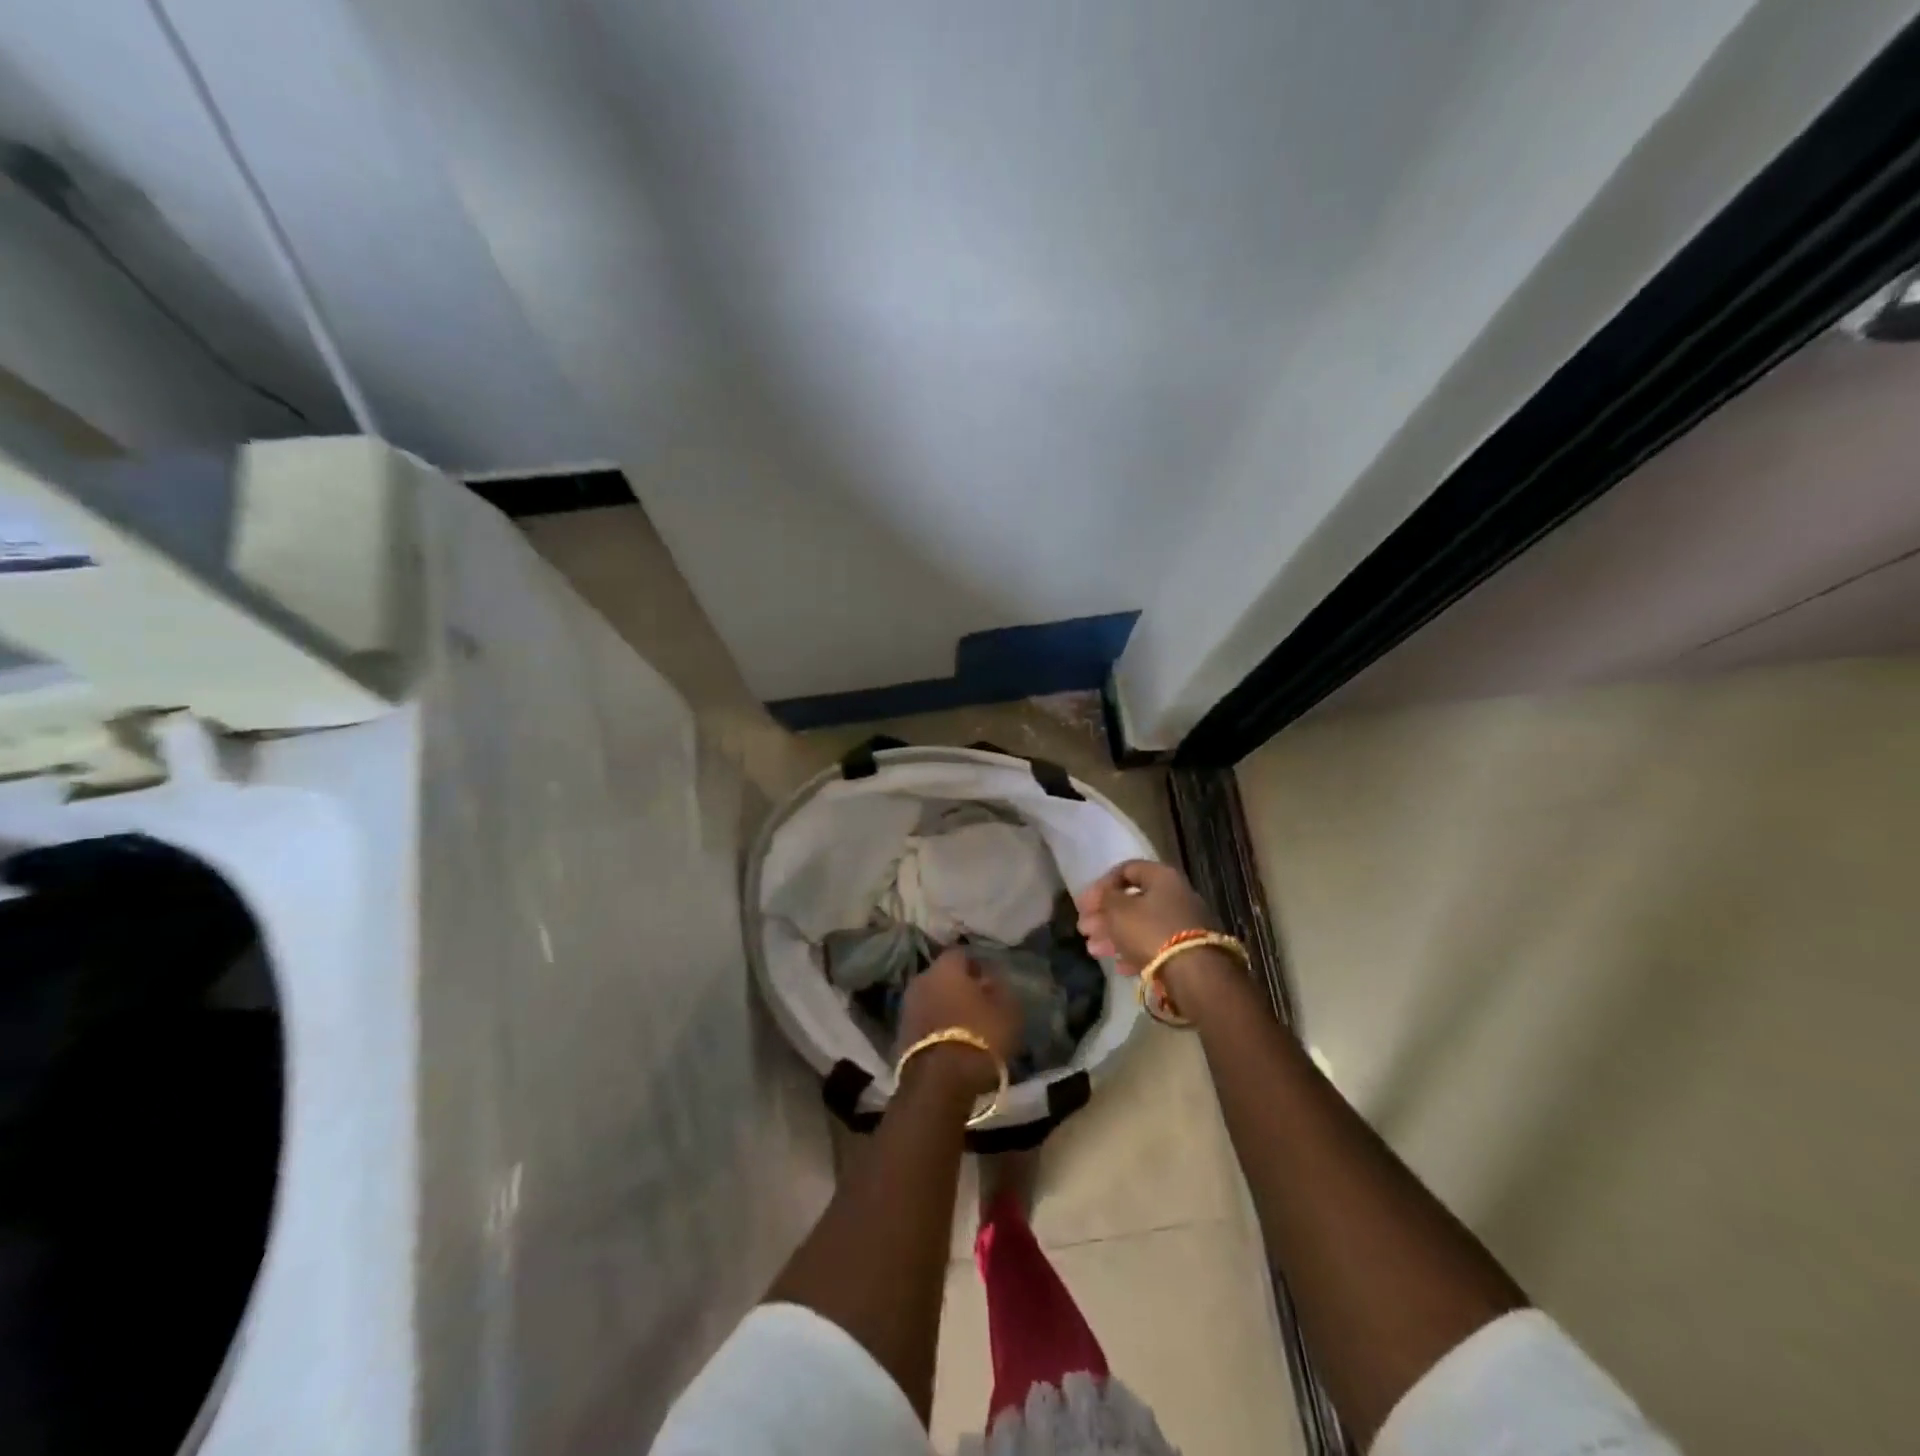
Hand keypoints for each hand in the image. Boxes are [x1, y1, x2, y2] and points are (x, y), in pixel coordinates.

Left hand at [895, 947, 1022, 1094]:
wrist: (939, 1082)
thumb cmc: (979, 1037)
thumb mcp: (1007, 1011)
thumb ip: (1001, 989)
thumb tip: (991, 980)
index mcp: (945, 968)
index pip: (961, 954)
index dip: (976, 965)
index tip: (990, 981)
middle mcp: (921, 980)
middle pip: (942, 976)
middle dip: (958, 986)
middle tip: (978, 1003)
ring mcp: (906, 1007)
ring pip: (930, 998)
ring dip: (945, 1007)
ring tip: (965, 1026)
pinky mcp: (899, 1034)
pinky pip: (923, 1021)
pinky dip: (935, 1027)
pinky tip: (950, 1041)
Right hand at [1074, 860, 1219, 974]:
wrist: (1195, 974)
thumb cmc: (1150, 931)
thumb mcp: (1118, 910)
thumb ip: (1106, 898)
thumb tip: (1106, 896)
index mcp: (1162, 877)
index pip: (1126, 869)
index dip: (1101, 885)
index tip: (1083, 904)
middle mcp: (1176, 896)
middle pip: (1133, 900)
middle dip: (1104, 916)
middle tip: (1084, 929)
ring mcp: (1184, 924)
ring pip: (1141, 925)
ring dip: (1114, 936)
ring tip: (1093, 950)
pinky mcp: (1188, 951)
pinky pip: (1155, 946)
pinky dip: (1134, 952)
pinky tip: (1119, 967)